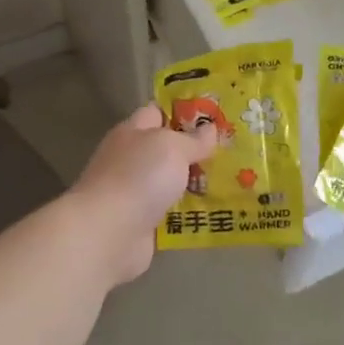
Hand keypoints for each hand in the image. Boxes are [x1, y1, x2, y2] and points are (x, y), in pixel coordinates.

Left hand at [69, 104, 216, 285]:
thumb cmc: (139, 177)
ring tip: (235, 181)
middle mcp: (132, 159)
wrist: (109, 233)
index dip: (184, 111)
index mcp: (133, 132)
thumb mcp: (172, 147)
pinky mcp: (143, 222)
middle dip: (197, 150)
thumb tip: (209, 129)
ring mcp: (136, 192)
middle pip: (168, 149)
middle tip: (232, 150)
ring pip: (172, 182)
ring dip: (197, 183)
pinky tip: (218, 211)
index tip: (215, 115)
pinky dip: (191, 212)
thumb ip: (193, 139)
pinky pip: (173, 212)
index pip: (158, 112)